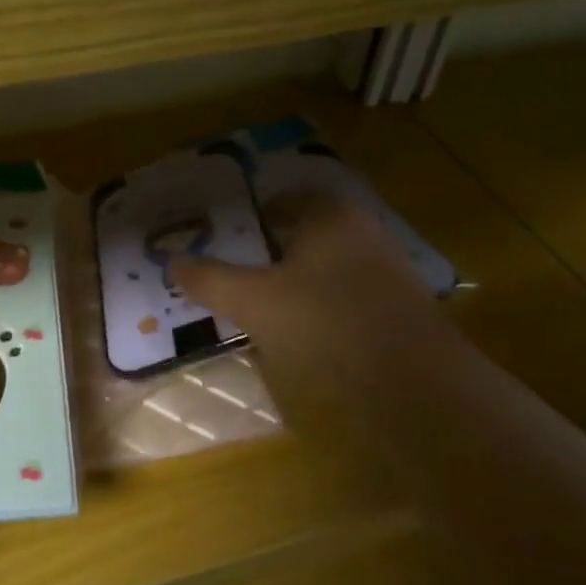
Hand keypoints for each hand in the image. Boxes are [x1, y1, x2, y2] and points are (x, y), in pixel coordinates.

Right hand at [171, 194, 458, 447]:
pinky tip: (301, 338)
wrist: (413, 383)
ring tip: (260, 310)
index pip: (285, 200)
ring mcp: (387, 273)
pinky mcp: (399, 311)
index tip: (224, 239)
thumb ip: (210, 279)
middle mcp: (363, 233)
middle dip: (270, 253)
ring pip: (326, 269)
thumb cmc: (324, 322)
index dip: (251, 217)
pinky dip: (320, 311)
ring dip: (295, 285)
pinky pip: (346, 300)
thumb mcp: (253, 300)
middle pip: (305, 235)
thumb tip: (172, 262)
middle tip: (235, 275)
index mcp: (330, 215)